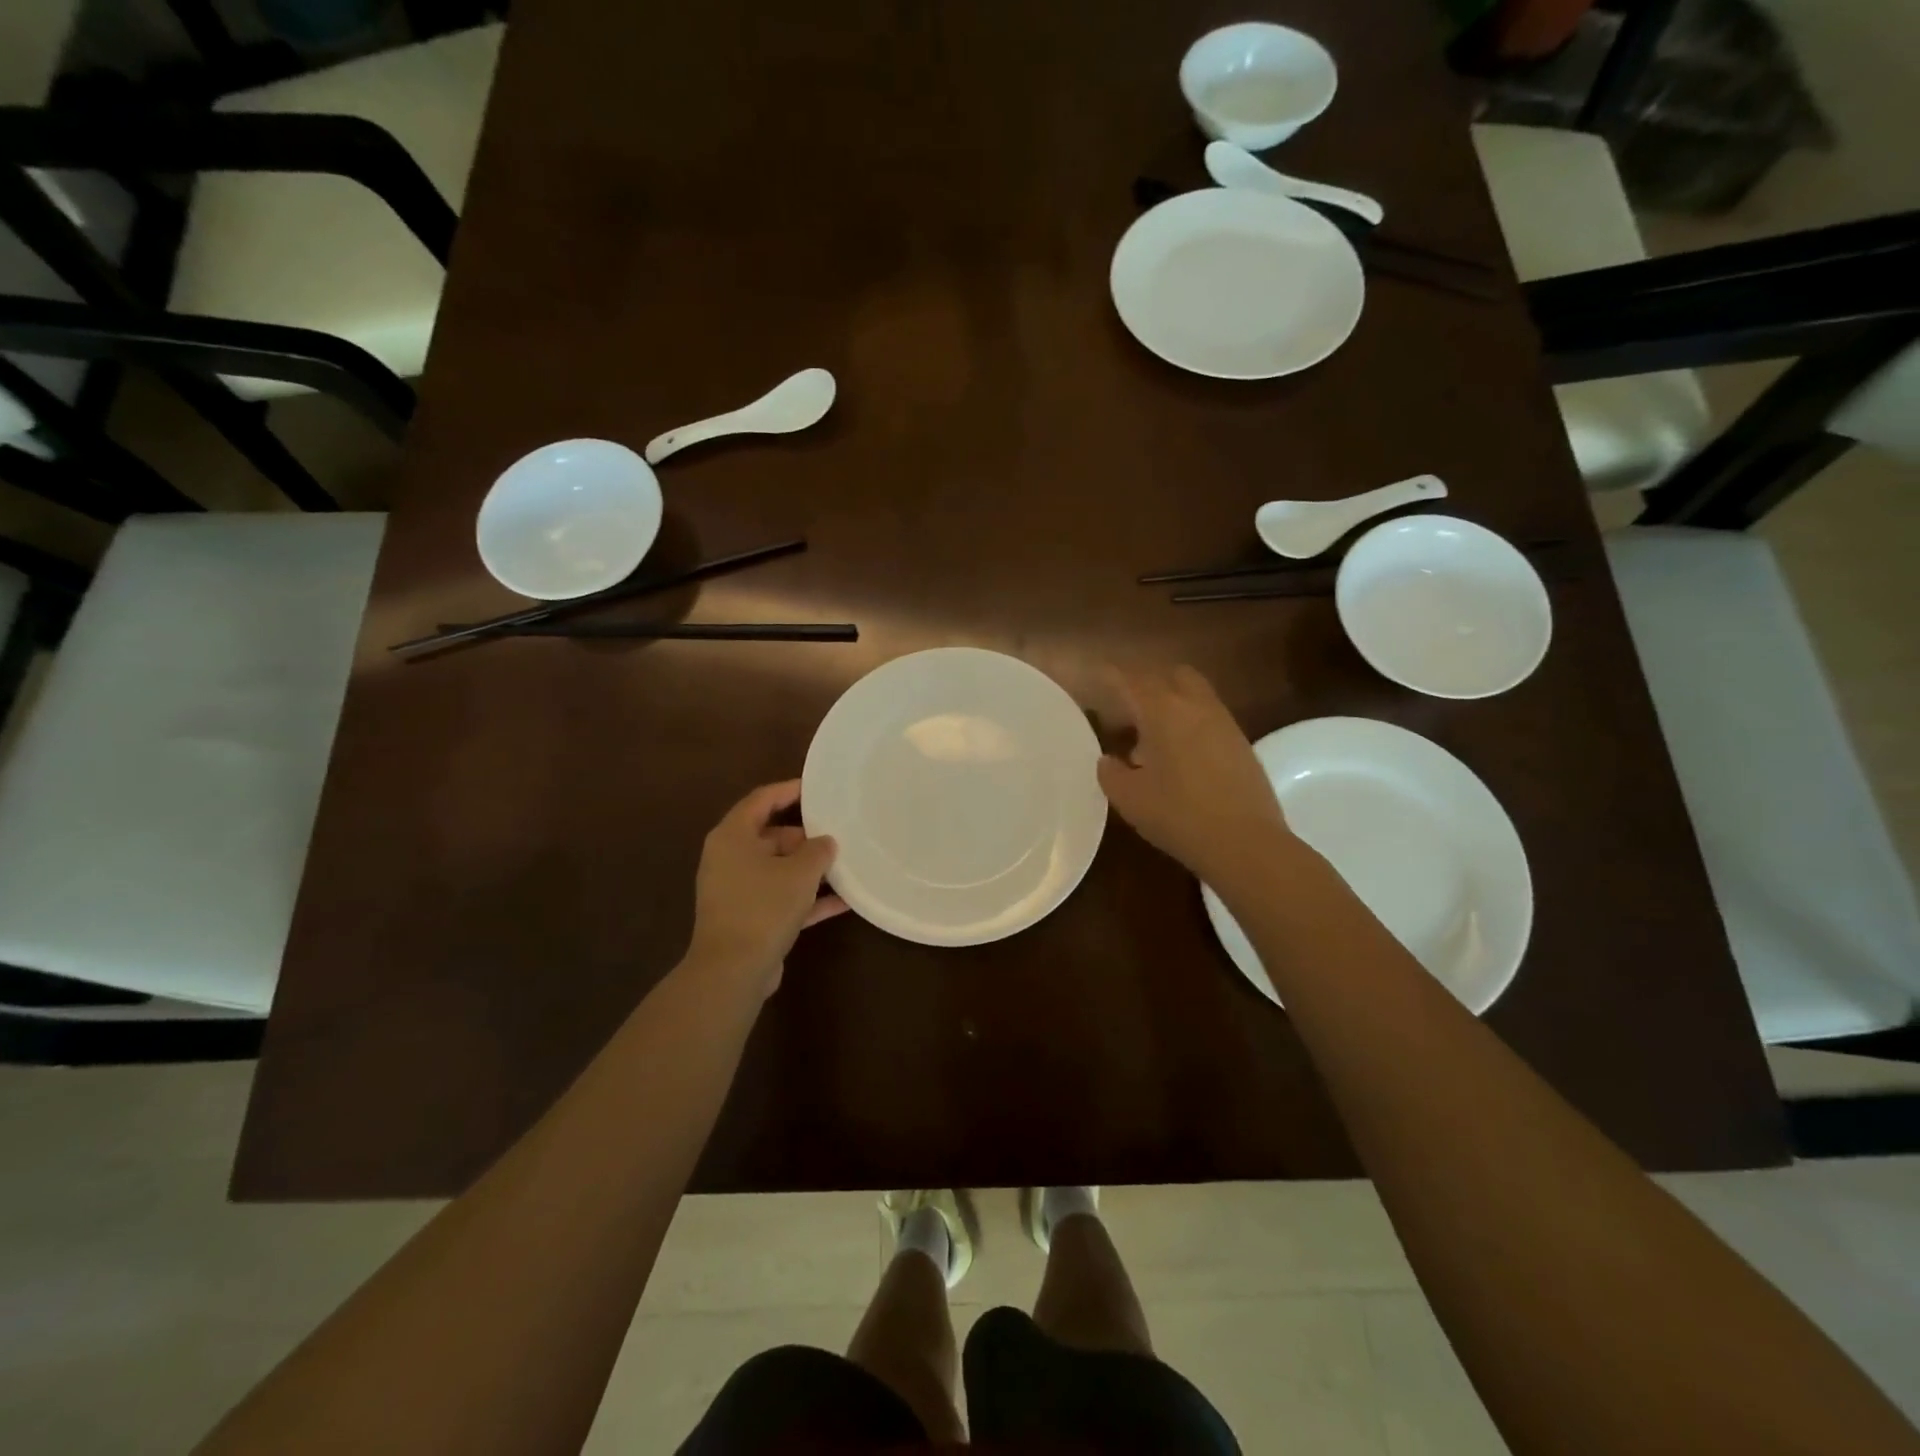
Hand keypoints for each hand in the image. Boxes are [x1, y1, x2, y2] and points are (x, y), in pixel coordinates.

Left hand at [687, 780, 846, 996]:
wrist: (733, 970)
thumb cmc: (764, 906)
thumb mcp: (800, 872)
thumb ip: (818, 850)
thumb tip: (825, 842)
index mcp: (733, 837)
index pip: (761, 800)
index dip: (788, 790)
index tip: (817, 788)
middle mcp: (729, 859)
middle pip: (771, 836)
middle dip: (805, 836)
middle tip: (837, 833)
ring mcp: (737, 891)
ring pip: (778, 869)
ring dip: (809, 870)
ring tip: (844, 864)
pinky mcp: (748, 919)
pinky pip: (781, 899)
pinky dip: (807, 898)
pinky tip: (842, 902)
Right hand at [1096, 665, 1297, 888]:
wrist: (1245, 843)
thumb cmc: (1178, 816)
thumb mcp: (1129, 798)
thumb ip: (1111, 773)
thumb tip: (1108, 760)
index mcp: (1162, 711)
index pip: (1129, 680)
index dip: (1108, 675)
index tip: (1093, 677)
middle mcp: (1195, 705)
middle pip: (1168, 674)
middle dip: (1144, 683)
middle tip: (1124, 709)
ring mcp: (1223, 722)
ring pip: (1192, 694)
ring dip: (1168, 704)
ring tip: (1149, 739)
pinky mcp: (1240, 743)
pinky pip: (1208, 717)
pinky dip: (1188, 723)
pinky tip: (1177, 757)